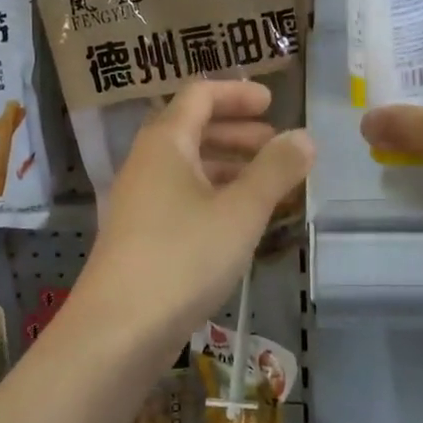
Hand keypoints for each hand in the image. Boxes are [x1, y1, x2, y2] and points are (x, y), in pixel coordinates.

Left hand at [73, 80, 312, 358]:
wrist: (118, 329)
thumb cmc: (184, 257)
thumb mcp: (241, 211)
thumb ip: (276, 170)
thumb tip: (304, 136)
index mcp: (165, 142)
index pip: (199, 95)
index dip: (237, 93)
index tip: (272, 102)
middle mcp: (146, 163)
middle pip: (193, 129)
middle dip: (238, 131)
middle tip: (276, 144)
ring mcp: (140, 200)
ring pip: (189, 167)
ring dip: (229, 166)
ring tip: (269, 184)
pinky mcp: (140, 234)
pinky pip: (182, 197)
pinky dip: (214, 195)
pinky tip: (240, 221)